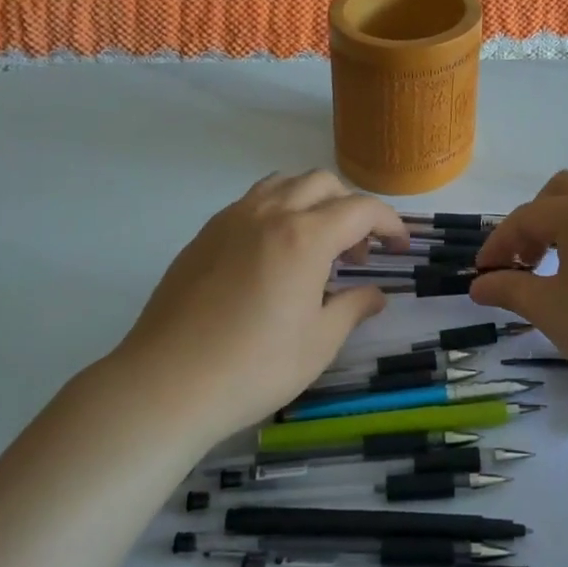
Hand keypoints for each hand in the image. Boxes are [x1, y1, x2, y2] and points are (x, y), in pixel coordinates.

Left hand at [117, 170, 407, 437]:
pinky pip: (253, 201)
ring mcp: (232, 219)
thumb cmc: (254, 367)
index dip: (389, 223)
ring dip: (312, 201)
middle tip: (356, 254)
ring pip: (284, 183)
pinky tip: (273, 255)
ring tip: (315, 244)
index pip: (361, 209)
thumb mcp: (318, 343)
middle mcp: (270, 213)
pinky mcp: (206, 233)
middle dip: (351, 209)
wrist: (167, 383)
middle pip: (323, 183)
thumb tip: (375, 295)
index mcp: (305, 237)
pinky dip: (278, 210)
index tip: (399, 247)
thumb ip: (353, 307)